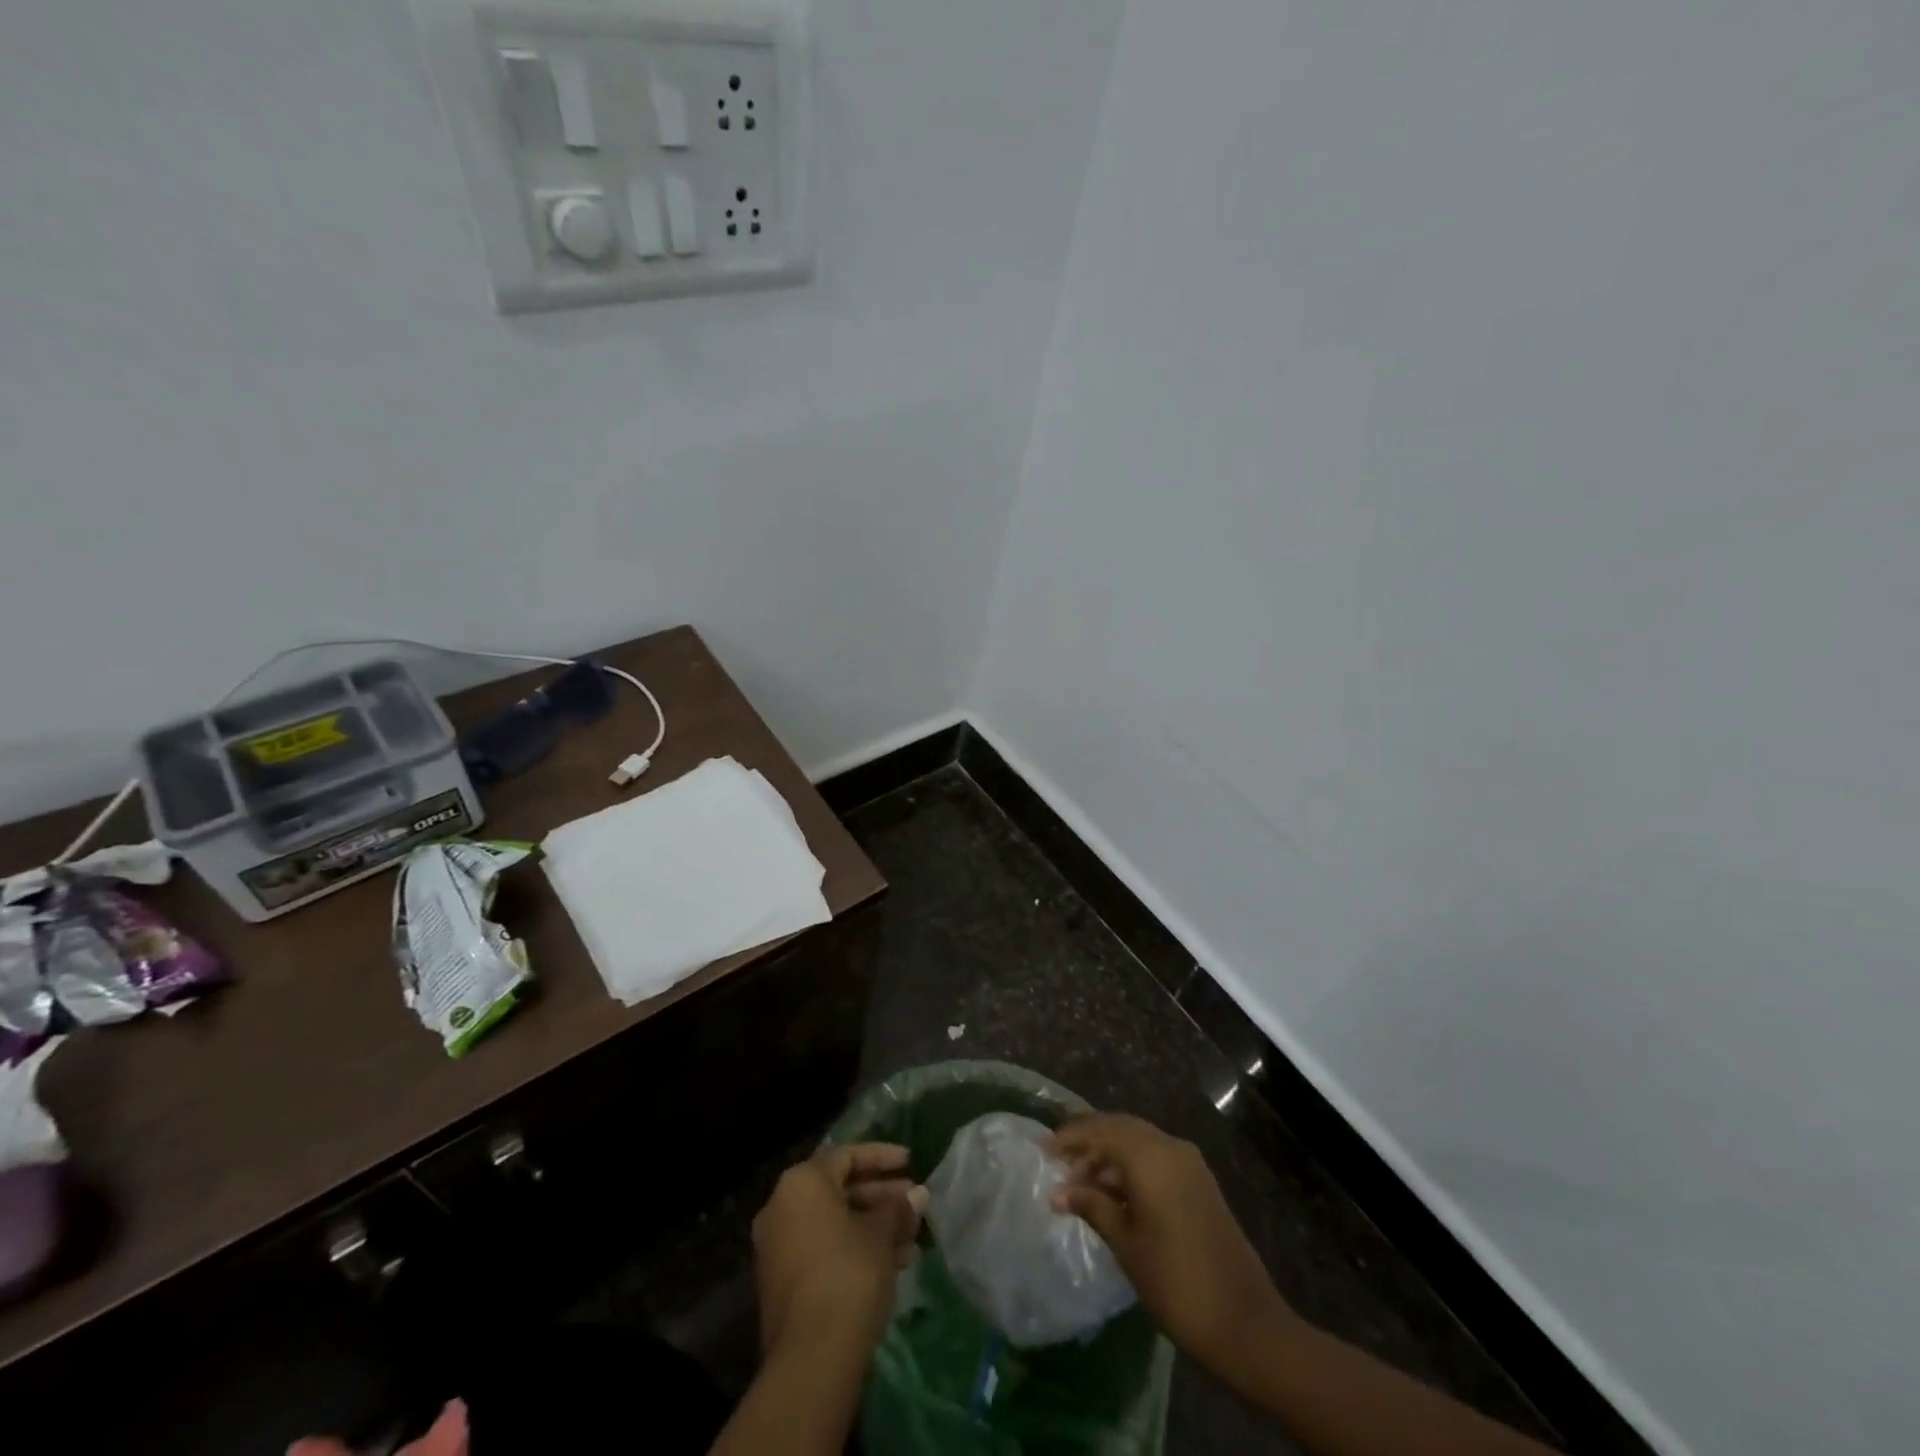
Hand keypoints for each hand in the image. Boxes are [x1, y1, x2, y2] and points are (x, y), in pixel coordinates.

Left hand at [752, 1144, 926, 1358]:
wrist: (811, 1356)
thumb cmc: (849, 1273)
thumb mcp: (881, 1234)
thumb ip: (898, 1209)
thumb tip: (917, 1196)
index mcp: (802, 1182)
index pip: (847, 1155)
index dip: (882, 1156)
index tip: (911, 1162)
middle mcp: (781, 1207)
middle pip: (838, 1189)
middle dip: (880, 1196)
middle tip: (914, 1203)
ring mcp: (777, 1247)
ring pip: (833, 1223)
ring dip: (872, 1226)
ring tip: (910, 1239)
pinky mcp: (782, 1283)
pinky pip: (823, 1249)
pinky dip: (854, 1249)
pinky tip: (891, 1265)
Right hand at [1050, 1114, 1295, 1375]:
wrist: (1245, 1322)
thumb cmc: (1175, 1281)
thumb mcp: (1126, 1243)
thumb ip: (1091, 1206)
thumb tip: (1058, 1192)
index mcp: (1150, 1156)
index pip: (1101, 1130)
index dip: (1070, 1138)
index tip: (1043, 1150)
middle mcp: (1170, 1147)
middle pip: (1120, 1128)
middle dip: (1089, 1141)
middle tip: (1059, 1162)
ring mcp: (1189, 1163)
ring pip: (1138, 1141)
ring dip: (1109, 1155)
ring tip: (1080, 1183)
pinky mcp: (1199, 1181)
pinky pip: (1156, 1157)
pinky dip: (1131, 1165)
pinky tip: (1113, 1192)